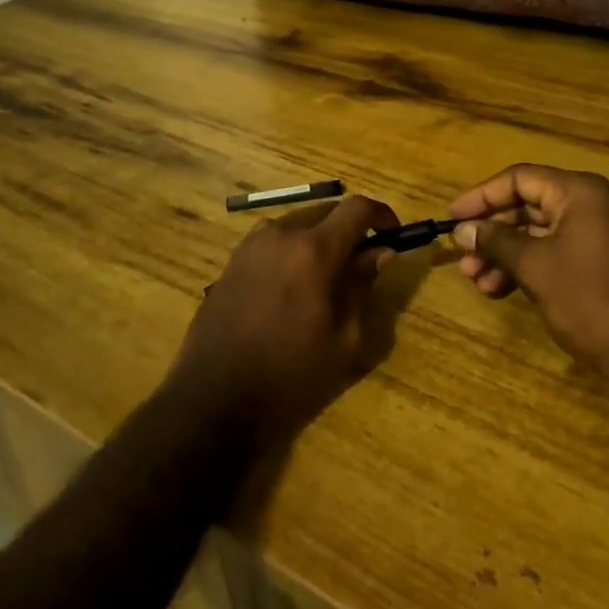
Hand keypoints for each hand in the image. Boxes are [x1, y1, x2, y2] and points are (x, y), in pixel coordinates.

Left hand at [167, 196, 398, 448]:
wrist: (216, 399)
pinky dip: (292, 247)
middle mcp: (282, 234)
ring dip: (320, 236)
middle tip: (362, 261)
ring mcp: (252, 244)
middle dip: (350, 228)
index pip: (357, 208)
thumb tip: (381, 252)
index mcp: (315, 250)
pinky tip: (292, 284)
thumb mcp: (344, 337)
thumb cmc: (291, 374)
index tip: (392, 235)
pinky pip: (273, 239)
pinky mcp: (233, 260)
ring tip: (326, 274)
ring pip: (298, 223)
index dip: (381, 215)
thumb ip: (363, 285)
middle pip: (327, 211)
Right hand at [449, 165, 608, 393]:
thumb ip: (496, 241)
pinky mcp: (595, 261)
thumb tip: (462, 230)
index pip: (519, 179)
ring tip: (478, 281)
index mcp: (578, 192)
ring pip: (536, 232)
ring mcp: (594, 233)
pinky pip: (551, 252)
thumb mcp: (535, 267)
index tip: (452, 218)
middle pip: (527, 205)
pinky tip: (500, 290)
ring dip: (504, 253)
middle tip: (463, 257)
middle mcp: (587, 204)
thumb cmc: (589, 298)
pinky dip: (525, 266)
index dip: (482, 197)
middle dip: (492, 232)